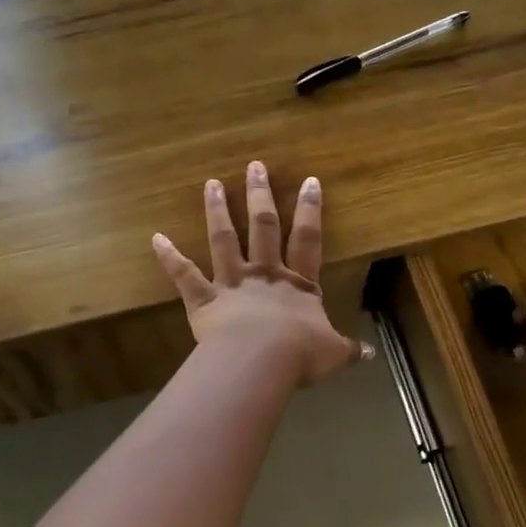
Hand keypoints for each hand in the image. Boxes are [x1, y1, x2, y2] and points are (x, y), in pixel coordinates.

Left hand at [153, 163, 369, 388]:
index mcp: (297, 284)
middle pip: (263, 227)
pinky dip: (169, 257)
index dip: (309, 210)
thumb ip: (348, 349)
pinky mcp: (204, 299)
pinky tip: (156, 238)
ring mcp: (231, 283)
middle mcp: (264, 274)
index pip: (307, 240)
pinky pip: (184, 275)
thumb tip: (369, 354)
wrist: (261, 360)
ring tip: (210, 183)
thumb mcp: (333, 353)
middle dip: (259, 195)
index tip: (309, 181)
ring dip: (216, 210)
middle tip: (254, 166)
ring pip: (223, 239)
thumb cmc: (300, 354)